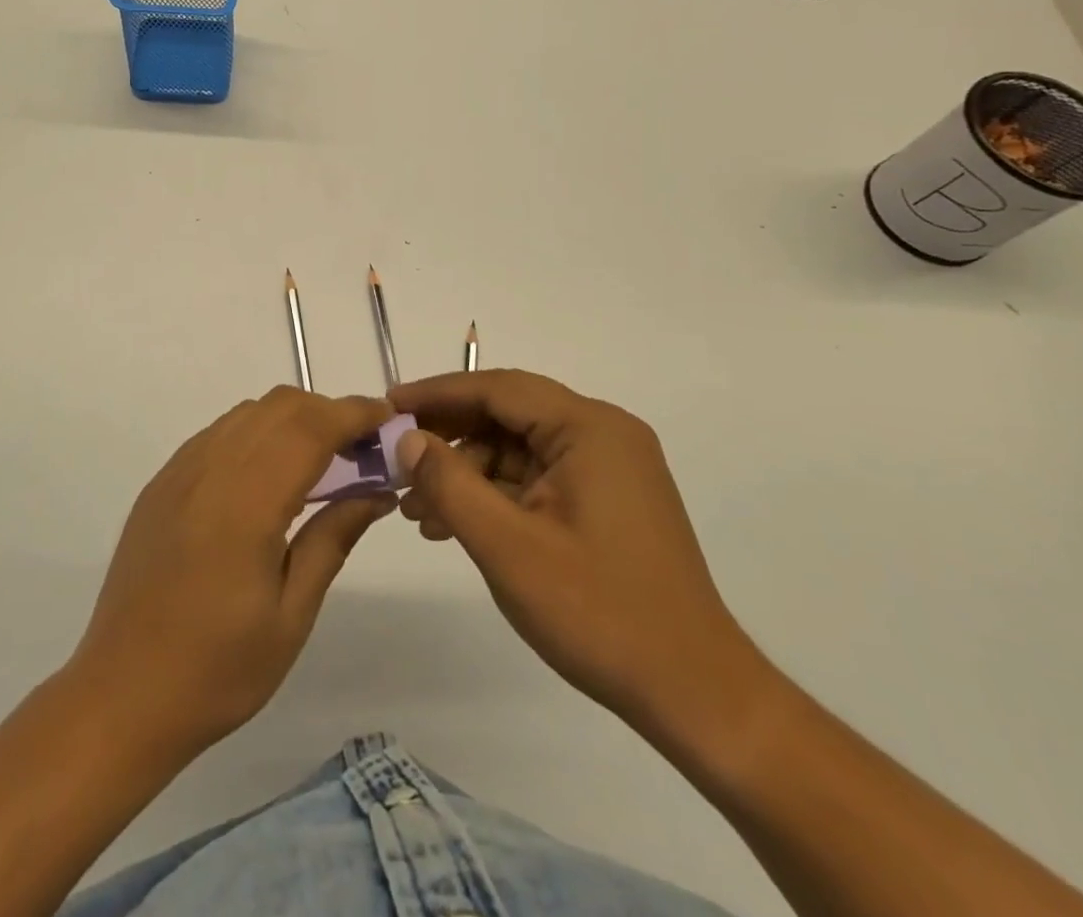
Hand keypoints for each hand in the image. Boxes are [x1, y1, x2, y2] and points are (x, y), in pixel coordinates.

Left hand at [67, 387, 397, 758]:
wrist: (121, 695)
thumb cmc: (218, 669)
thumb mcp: (291, 614)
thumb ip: (334, 538)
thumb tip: (376, 491)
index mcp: (246, 502)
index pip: (310, 429)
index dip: (353, 414)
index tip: (387, 417)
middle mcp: (209, 469)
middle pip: (278, 408)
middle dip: (327, 412)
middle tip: (361, 448)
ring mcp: (178, 473)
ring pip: (246, 414)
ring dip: (291, 420)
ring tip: (321, 460)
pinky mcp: (161, 484)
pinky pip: (217, 435)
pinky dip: (255, 434)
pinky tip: (268, 477)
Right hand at [391, 370, 751, 732]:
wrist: (695, 695)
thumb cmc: (599, 613)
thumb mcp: (508, 546)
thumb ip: (449, 483)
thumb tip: (406, 438)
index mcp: (589, 429)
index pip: (497, 388)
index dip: (437, 393)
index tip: (387, 404)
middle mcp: (603, 434)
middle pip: (508, 414)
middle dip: (448, 437)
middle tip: (396, 460)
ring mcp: (609, 468)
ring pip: (518, 449)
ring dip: (467, 472)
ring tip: (418, 510)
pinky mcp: (607, 500)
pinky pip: (537, 478)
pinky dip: (495, 495)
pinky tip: (457, 525)